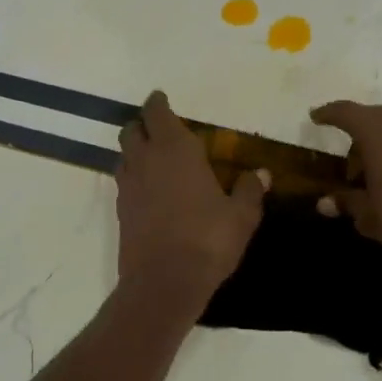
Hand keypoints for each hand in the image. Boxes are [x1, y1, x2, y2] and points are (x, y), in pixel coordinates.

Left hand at [117, 92, 264, 307]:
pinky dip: (134, 177)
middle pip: (132, 130)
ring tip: (153, 158)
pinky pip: (123, 182)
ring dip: (135, 150)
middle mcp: (146, 160)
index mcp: (176, 150)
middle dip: (142, 125)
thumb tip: (261, 173)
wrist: (164, 282)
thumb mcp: (241, 216)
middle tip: (159, 128)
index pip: (158, 113)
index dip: (158, 103)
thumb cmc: (209, 240)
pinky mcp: (120, 211)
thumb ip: (250, 190)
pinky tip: (149, 190)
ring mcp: (128, 186)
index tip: (161, 98)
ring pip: (124, 155)